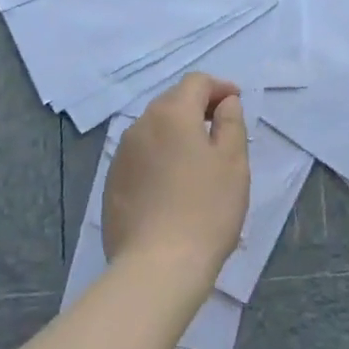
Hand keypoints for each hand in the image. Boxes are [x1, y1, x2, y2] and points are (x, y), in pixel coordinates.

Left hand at [104, 72, 249, 287]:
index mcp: (172, 114)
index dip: (220, 88)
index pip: (196, 82)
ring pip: (154, 129)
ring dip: (177, 133)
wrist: (157, 266)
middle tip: (221, 129)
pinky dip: (160, 157)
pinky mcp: (112, 183)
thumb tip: (225, 102)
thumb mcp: (233, 162)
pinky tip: (173, 184)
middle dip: (197, 108)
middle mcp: (140, 126)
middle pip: (172, 102)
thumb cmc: (206, 209)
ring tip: (198, 159)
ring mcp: (121, 155)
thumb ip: (231, 123)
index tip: (236, 103)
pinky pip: (141, 156)